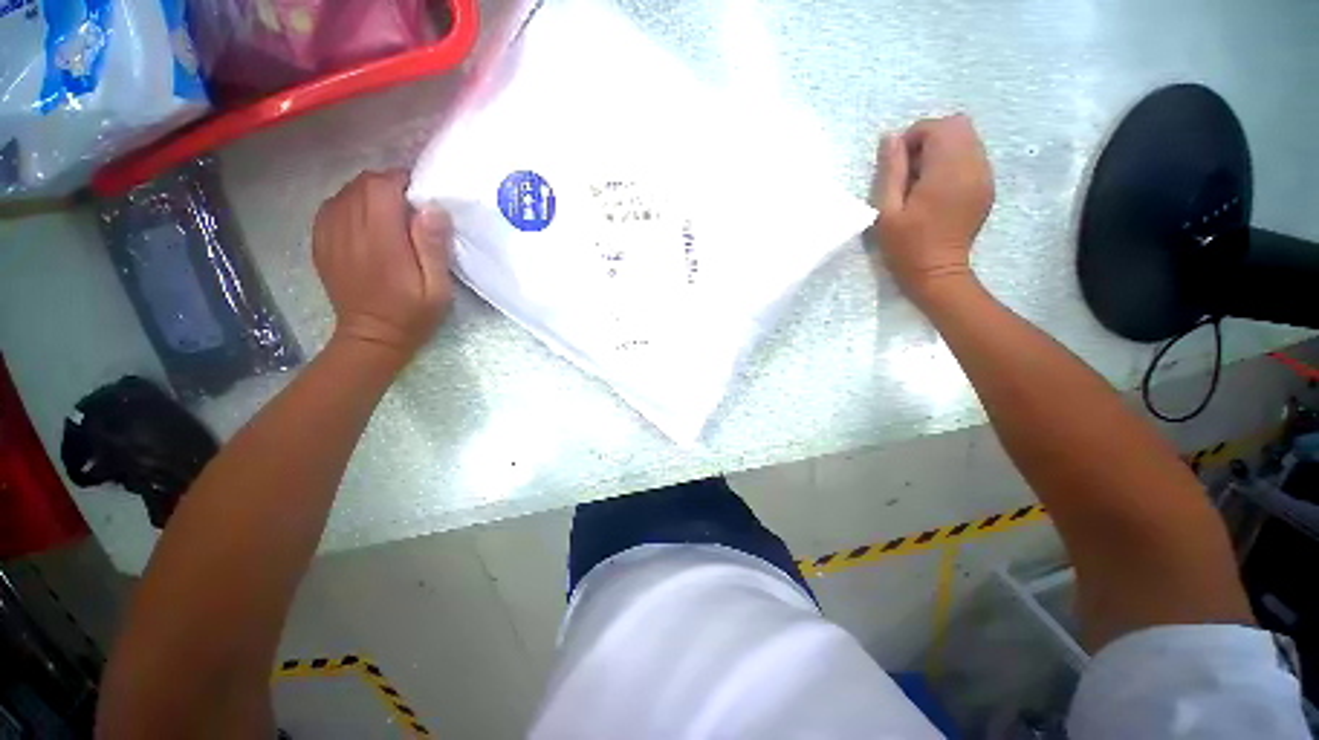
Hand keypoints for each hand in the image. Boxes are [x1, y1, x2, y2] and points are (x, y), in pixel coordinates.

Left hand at [312, 171, 453, 363]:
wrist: (371, 337)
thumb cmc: (412, 314)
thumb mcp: (438, 288)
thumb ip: (433, 248)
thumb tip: (432, 209)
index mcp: (381, 240)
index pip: (382, 187)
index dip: (402, 181)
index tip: (421, 195)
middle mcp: (349, 230)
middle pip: (361, 184)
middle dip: (387, 185)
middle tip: (409, 205)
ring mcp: (330, 236)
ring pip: (345, 193)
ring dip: (369, 194)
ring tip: (389, 213)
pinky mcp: (321, 243)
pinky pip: (331, 207)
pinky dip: (350, 205)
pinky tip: (365, 222)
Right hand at [872, 114, 994, 306]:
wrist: (938, 272)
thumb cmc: (906, 246)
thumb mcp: (887, 211)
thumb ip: (891, 171)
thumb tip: (890, 137)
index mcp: (947, 172)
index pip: (937, 127)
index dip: (913, 138)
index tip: (898, 165)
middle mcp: (973, 166)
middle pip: (958, 125)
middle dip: (930, 137)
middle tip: (911, 168)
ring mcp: (985, 175)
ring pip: (968, 138)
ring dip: (943, 148)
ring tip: (923, 179)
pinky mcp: (988, 185)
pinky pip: (974, 155)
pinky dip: (954, 160)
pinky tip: (938, 187)